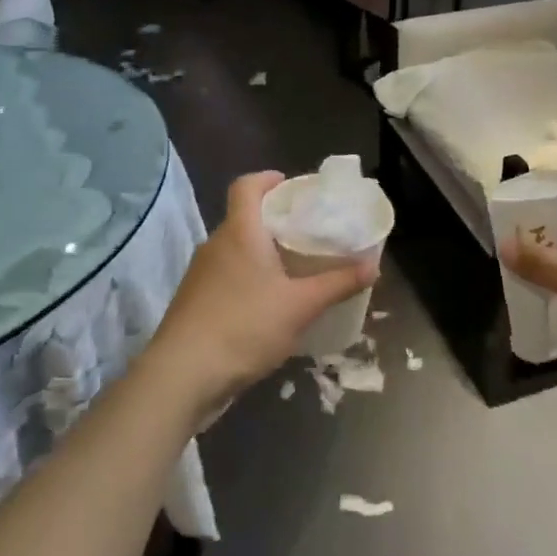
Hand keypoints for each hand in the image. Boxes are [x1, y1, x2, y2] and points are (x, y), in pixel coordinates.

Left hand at [140, 171, 377, 411]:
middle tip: (310, 232)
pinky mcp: (195, 302)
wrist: (182, 377)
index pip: (246, 186)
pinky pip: (228, 276)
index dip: (268, 179)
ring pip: (237, 250)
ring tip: (296, 268)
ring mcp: (201, 275)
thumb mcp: (301, 306)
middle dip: (276, 220)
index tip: (294, 187)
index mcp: (240, 232)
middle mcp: (216, 245)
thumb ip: (338, 283)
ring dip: (263, 253)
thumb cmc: (245, 326)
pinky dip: (250, 278)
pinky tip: (271, 304)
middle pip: (245, 218)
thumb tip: (373, 266)